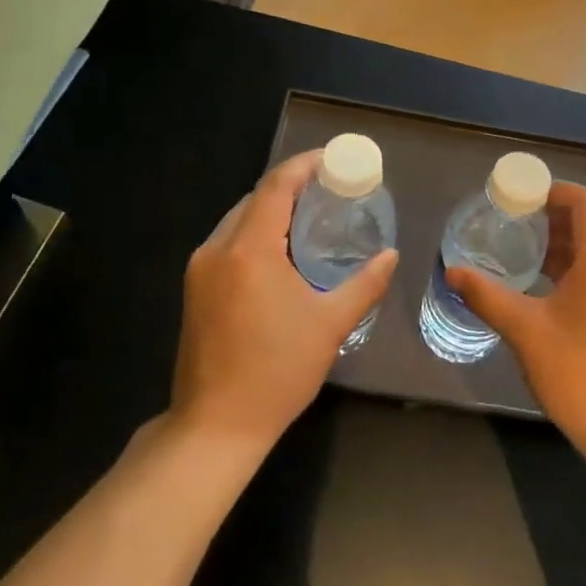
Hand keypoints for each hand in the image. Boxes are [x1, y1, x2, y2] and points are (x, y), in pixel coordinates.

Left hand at [170, 149, 397, 453]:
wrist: (215, 426)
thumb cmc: (277, 372)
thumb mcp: (330, 325)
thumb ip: (365, 284)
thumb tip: (391, 256)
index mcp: (249, 250)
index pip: (276, 186)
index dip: (304, 165)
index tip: (332, 159)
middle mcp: (217, 249)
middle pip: (255, 198)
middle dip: (291, 186)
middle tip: (330, 190)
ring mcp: (200, 269)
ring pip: (238, 220)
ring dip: (272, 210)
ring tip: (310, 216)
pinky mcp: (194, 289)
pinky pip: (228, 242)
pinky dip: (256, 233)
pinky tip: (281, 251)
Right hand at [447, 182, 585, 460]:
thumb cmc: (578, 372)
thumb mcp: (525, 330)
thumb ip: (487, 295)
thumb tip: (451, 272)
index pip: (585, 202)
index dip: (552, 191)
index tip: (518, 197)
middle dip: (551, 218)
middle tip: (509, 222)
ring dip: (561, 244)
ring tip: (519, 249)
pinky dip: (575, 266)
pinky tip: (543, 283)